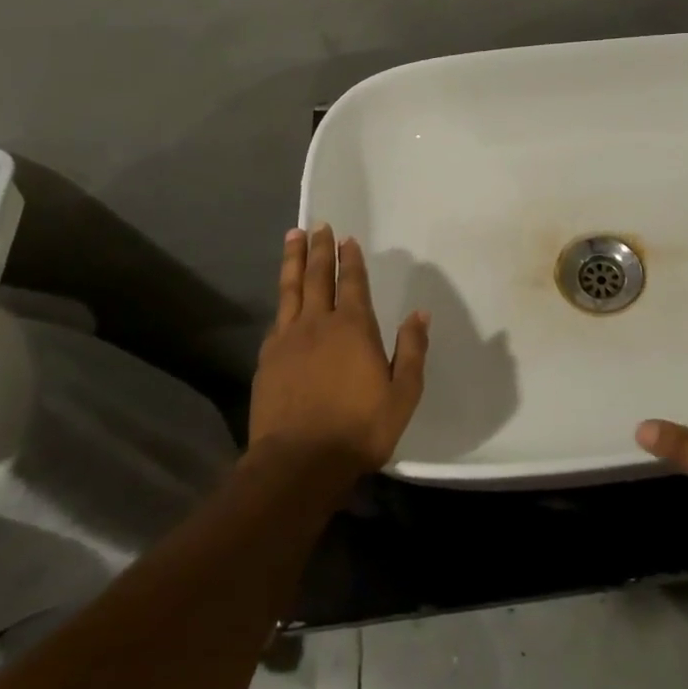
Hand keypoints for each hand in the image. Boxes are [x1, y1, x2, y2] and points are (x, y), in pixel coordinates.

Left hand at [249, 225, 429, 478]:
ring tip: (293, 237)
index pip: (352, 283)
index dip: (350, 259)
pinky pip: (277, 319)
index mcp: (354, 327)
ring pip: (291, 290)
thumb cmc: (359, 429)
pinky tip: (283, 298)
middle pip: (318, 276)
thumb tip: (420, 314)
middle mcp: (318, 323)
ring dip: (294, 261)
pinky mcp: (267, 360)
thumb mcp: (402, 394)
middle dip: (319, 249)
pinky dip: (282, 300)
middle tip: (317, 225)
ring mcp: (288, 340)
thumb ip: (412, 351)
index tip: (346, 238)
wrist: (298, 464)